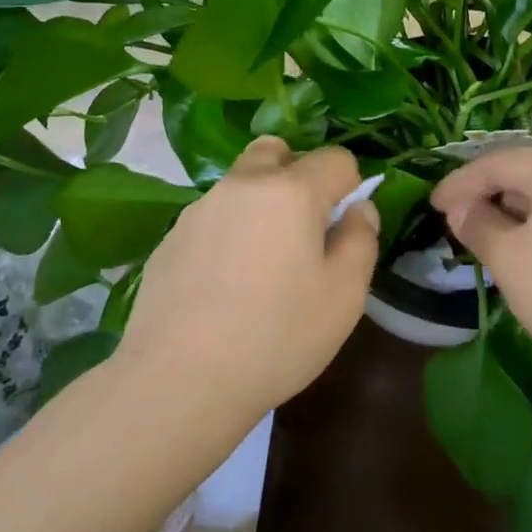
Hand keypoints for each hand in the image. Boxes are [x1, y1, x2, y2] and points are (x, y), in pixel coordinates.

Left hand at [118, 138, 378, 424]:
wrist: (179, 380)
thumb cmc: (277, 337)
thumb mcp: (345, 295)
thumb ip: (361, 239)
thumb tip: (358, 208)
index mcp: (291, 190)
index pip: (336, 158)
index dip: (350, 186)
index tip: (344, 227)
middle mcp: (242, 185)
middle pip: (277, 151)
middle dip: (298, 174)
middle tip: (304, 228)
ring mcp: (199, 209)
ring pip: (241, 183)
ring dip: (260, 203)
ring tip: (262, 264)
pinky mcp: (170, 237)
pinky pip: (212, 217)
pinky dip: (228, 232)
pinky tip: (224, 286)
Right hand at [431, 147, 531, 371]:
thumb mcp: (508, 258)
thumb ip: (478, 225)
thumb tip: (461, 209)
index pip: (498, 163)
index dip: (459, 183)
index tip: (433, 205)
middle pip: (530, 173)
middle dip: (492, 195)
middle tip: (462, 220)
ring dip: (521, 211)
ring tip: (496, 237)